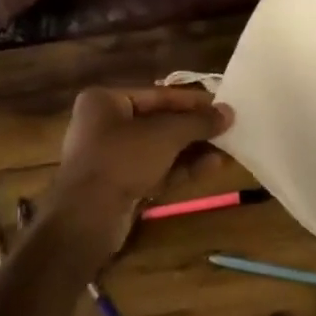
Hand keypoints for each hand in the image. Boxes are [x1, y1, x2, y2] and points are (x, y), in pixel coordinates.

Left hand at [48, 86, 231, 260]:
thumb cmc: (121, 160)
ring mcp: (112, 158)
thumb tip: (229, 112)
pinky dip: (181, 169)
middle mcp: (105, 125)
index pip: (157, 95)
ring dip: (192, 150)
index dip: (192, 101)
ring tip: (228, 150)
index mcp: (105, 101)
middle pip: (159, 122)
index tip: (222, 105)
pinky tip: (212, 167)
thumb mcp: (164, 135)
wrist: (86, 219)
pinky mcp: (120, 186)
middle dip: (194, 129)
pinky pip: (156, 170)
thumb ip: (197, 122)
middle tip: (227, 129)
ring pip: (160, 149)